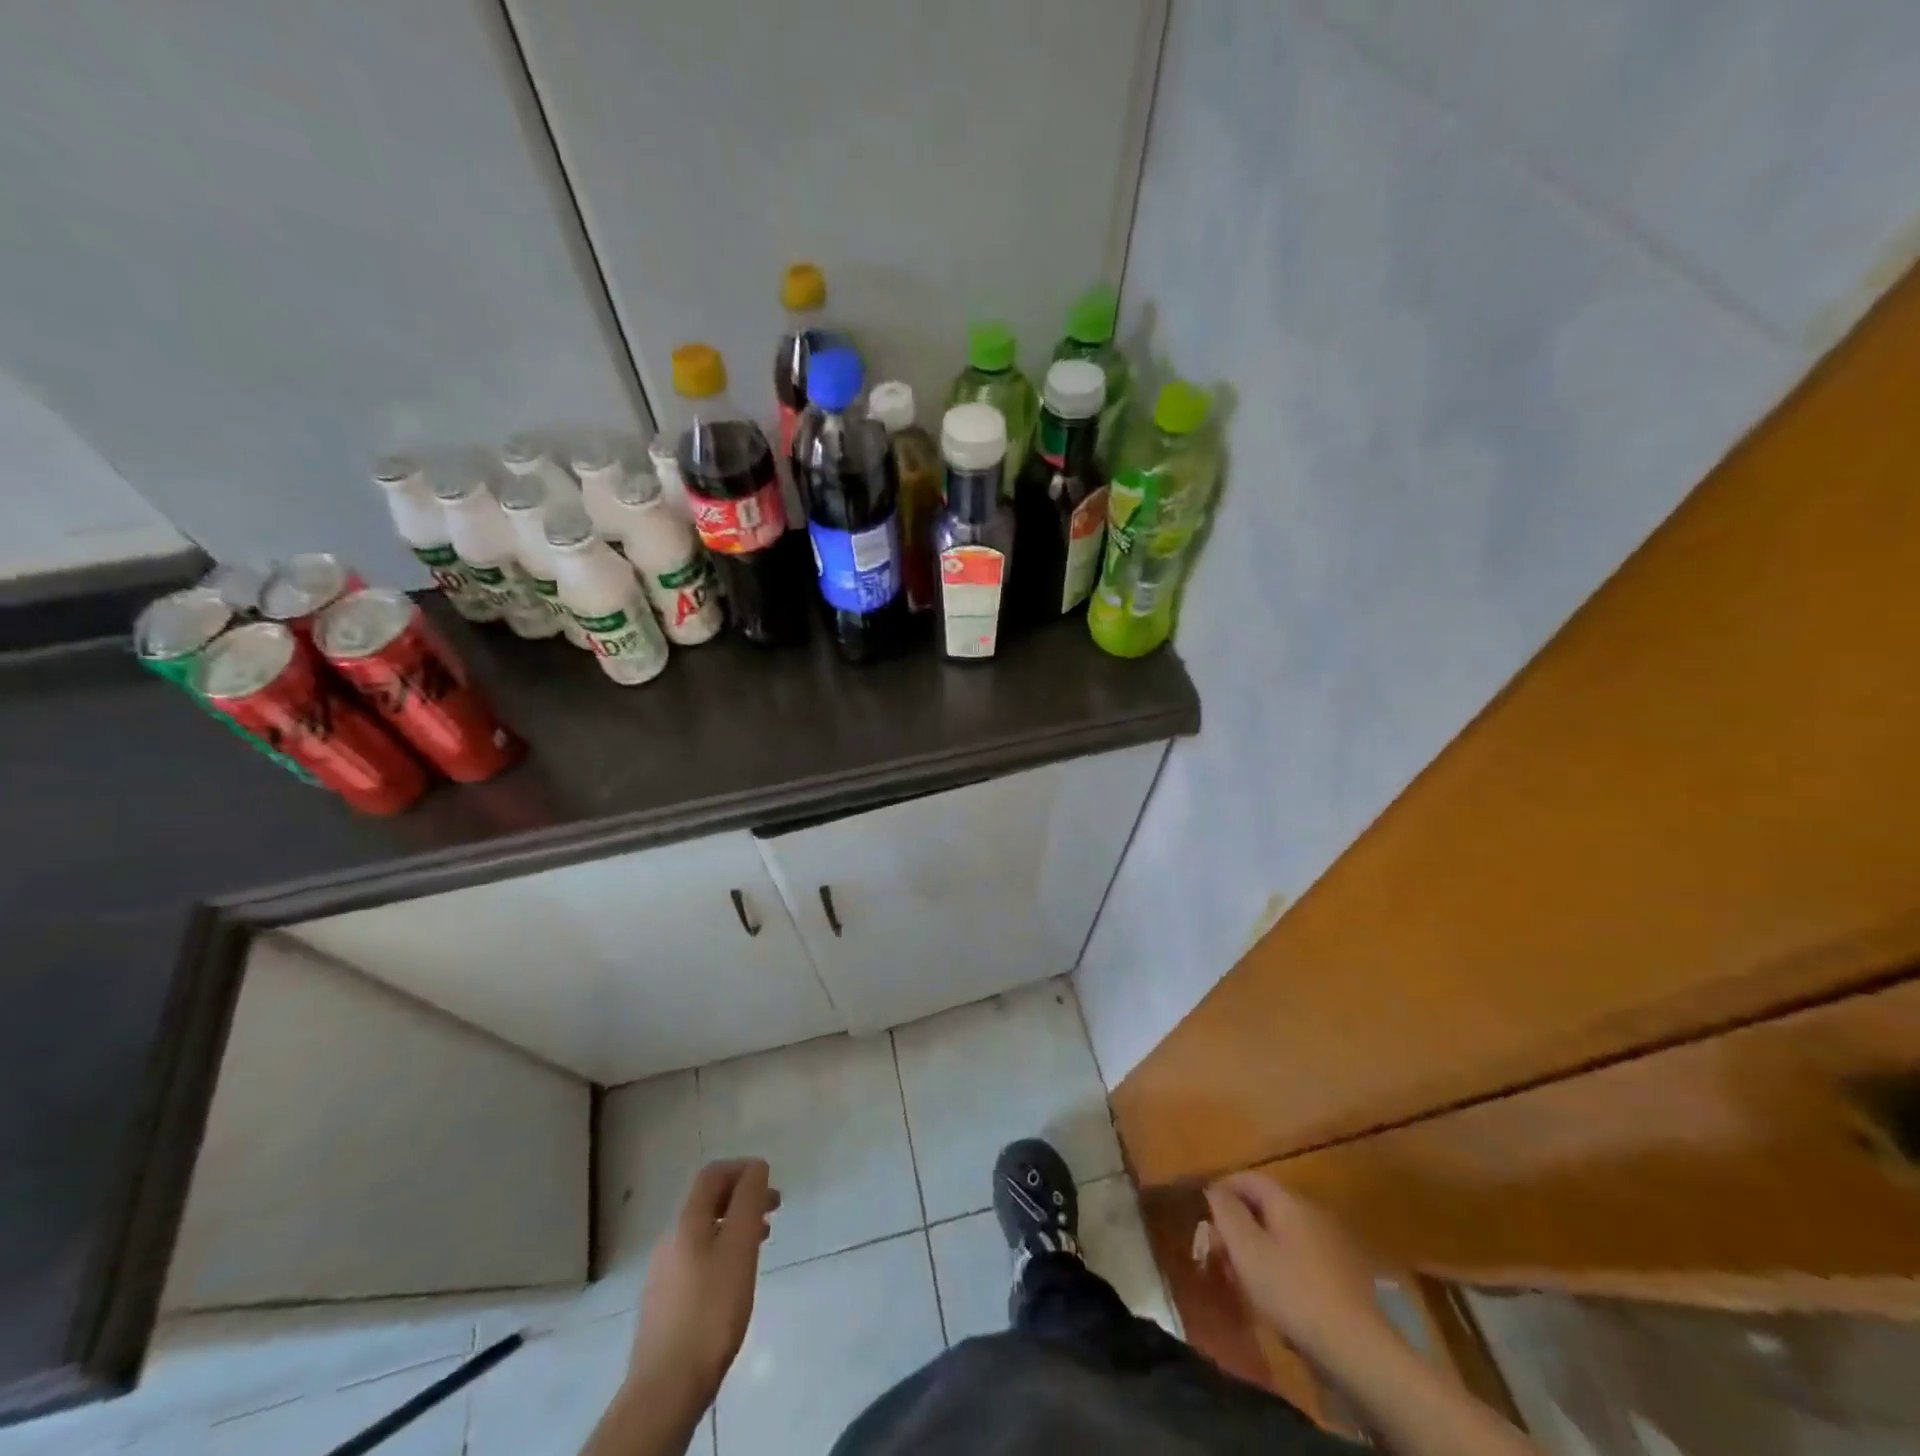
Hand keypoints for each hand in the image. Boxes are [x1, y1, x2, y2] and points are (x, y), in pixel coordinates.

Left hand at [629, 1158, 780, 1404]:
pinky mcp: (664, 1302)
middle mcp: (670, 1239)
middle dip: (742, 1198)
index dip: (742, 1169)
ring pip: (704, 1232)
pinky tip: (734, 1280)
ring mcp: (663, 1272)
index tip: (769, 1182)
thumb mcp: (740, 1247)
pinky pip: (696, 1258)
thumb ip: (749, 1201)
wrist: (665, 1387)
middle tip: (773, 1211)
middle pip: (708, 1202)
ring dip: (734, 1226)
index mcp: (687, 1221)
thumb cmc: (711, 1310)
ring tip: (760, 1244)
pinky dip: (721, 1252)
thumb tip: (755, 1167)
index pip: (713, 1174)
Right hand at [1203, 1173, 1392, 1368]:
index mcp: (1288, 1200)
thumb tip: (1214, 1188)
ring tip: (1243, 1280)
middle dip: (1238, 1225)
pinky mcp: (1342, 1275)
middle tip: (1220, 1254)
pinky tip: (1275, 1298)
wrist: (1358, 1349)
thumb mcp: (1246, 1249)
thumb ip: (1226, 1212)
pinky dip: (1280, 1267)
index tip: (1204, 1214)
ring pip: (1281, 1234)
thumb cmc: (1292, 1291)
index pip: (1248, 1178)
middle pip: (1265, 1206)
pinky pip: (1300, 1258)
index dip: (1222, 1190)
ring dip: (1257, 1249)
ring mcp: (1330, 1243)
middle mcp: (1311, 1212)